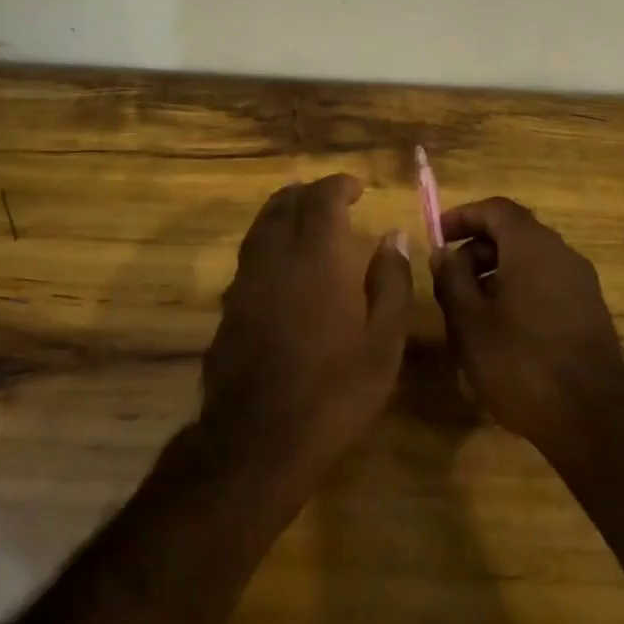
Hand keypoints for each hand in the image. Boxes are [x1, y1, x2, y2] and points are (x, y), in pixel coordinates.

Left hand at [199, 175, 412, 482]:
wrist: (258, 438)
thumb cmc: (334, 390)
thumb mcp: (383, 342)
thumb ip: (391, 282)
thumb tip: (393, 237)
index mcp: (317, 255)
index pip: (322, 197)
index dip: (339, 185)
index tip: (357, 188)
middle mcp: (276, 254)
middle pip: (286, 202)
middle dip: (310, 192)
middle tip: (332, 198)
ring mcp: (246, 277)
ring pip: (262, 223)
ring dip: (284, 210)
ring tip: (305, 216)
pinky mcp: (229, 302)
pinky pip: (250, 251)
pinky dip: (268, 239)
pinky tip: (281, 260)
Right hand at [430, 197, 623, 457]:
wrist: (594, 424)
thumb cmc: (521, 363)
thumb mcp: (468, 322)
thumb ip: (451, 278)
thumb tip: (444, 253)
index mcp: (532, 246)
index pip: (495, 208)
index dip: (463, 216)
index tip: (437, 236)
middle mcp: (561, 254)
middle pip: (513, 233)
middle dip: (477, 250)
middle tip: (449, 281)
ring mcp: (581, 283)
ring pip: (530, 261)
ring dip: (496, 275)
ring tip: (470, 312)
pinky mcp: (590, 313)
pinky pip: (547, 285)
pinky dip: (519, 292)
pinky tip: (503, 332)